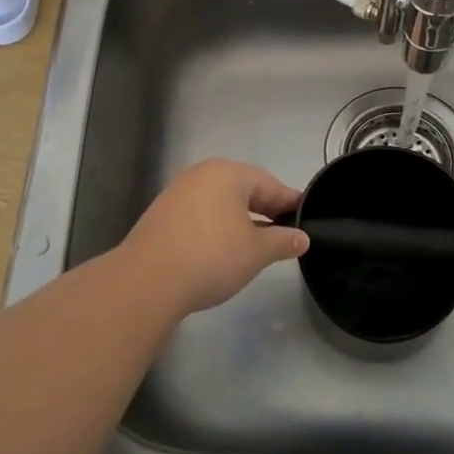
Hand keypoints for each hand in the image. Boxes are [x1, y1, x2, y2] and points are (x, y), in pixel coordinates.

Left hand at [116, 160, 307, 316]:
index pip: (269, 183)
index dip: (289, 201)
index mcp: (228, 173)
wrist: (147, 281)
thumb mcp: (256, 252)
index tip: (305, 217)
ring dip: (240, 219)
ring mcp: (178, 192)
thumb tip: (301, 237)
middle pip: (243, 188)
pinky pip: (200, 213)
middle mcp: (201, 174)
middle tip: (284, 232)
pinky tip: (223, 248)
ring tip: (256, 243)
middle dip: (265, 209)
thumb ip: (282, 241)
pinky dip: (217, 226)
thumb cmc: (212, 256)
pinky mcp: (162, 214)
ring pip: (220, 201)